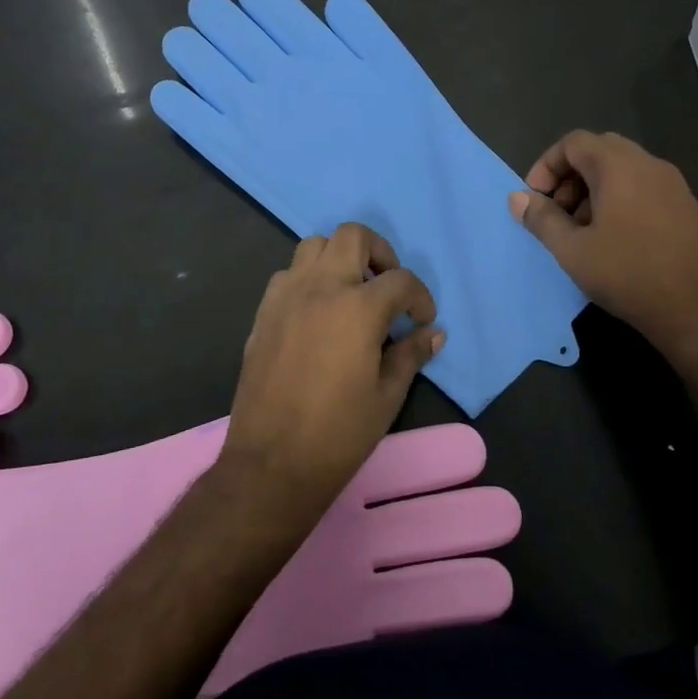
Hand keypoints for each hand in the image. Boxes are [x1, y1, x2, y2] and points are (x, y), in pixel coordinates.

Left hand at [222, 224, 441, 510]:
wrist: (272, 462)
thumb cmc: (338, 433)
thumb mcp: (387, 396)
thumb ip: (411, 354)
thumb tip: (434, 333)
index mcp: (358, 308)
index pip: (401, 281)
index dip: (420, 298)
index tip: (422, 320)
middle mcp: (321, 288)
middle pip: (353, 236)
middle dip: (380, 253)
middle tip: (388, 287)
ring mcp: (287, 296)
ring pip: (315, 246)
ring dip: (340, 258)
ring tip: (352, 293)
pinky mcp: (264, 312)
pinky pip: (289, 274)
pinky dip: (309, 279)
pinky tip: (319, 313)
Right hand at [508, 130, 697, 362]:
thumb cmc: (629, 274)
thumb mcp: (572, 250)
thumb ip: (541, 219)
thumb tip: (517, 198)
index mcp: (619, 166)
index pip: (573, 142)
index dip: (546, 166)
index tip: (535, 200)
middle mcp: (648, 164)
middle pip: (597, 151)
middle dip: (568, 177)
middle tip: (556, 213)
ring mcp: (672, 184)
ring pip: (621, 170)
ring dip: (592, 190)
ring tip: (581, 231)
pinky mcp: (685, 206)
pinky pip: (641, 187)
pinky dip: (617, 200)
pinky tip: (612, 240)